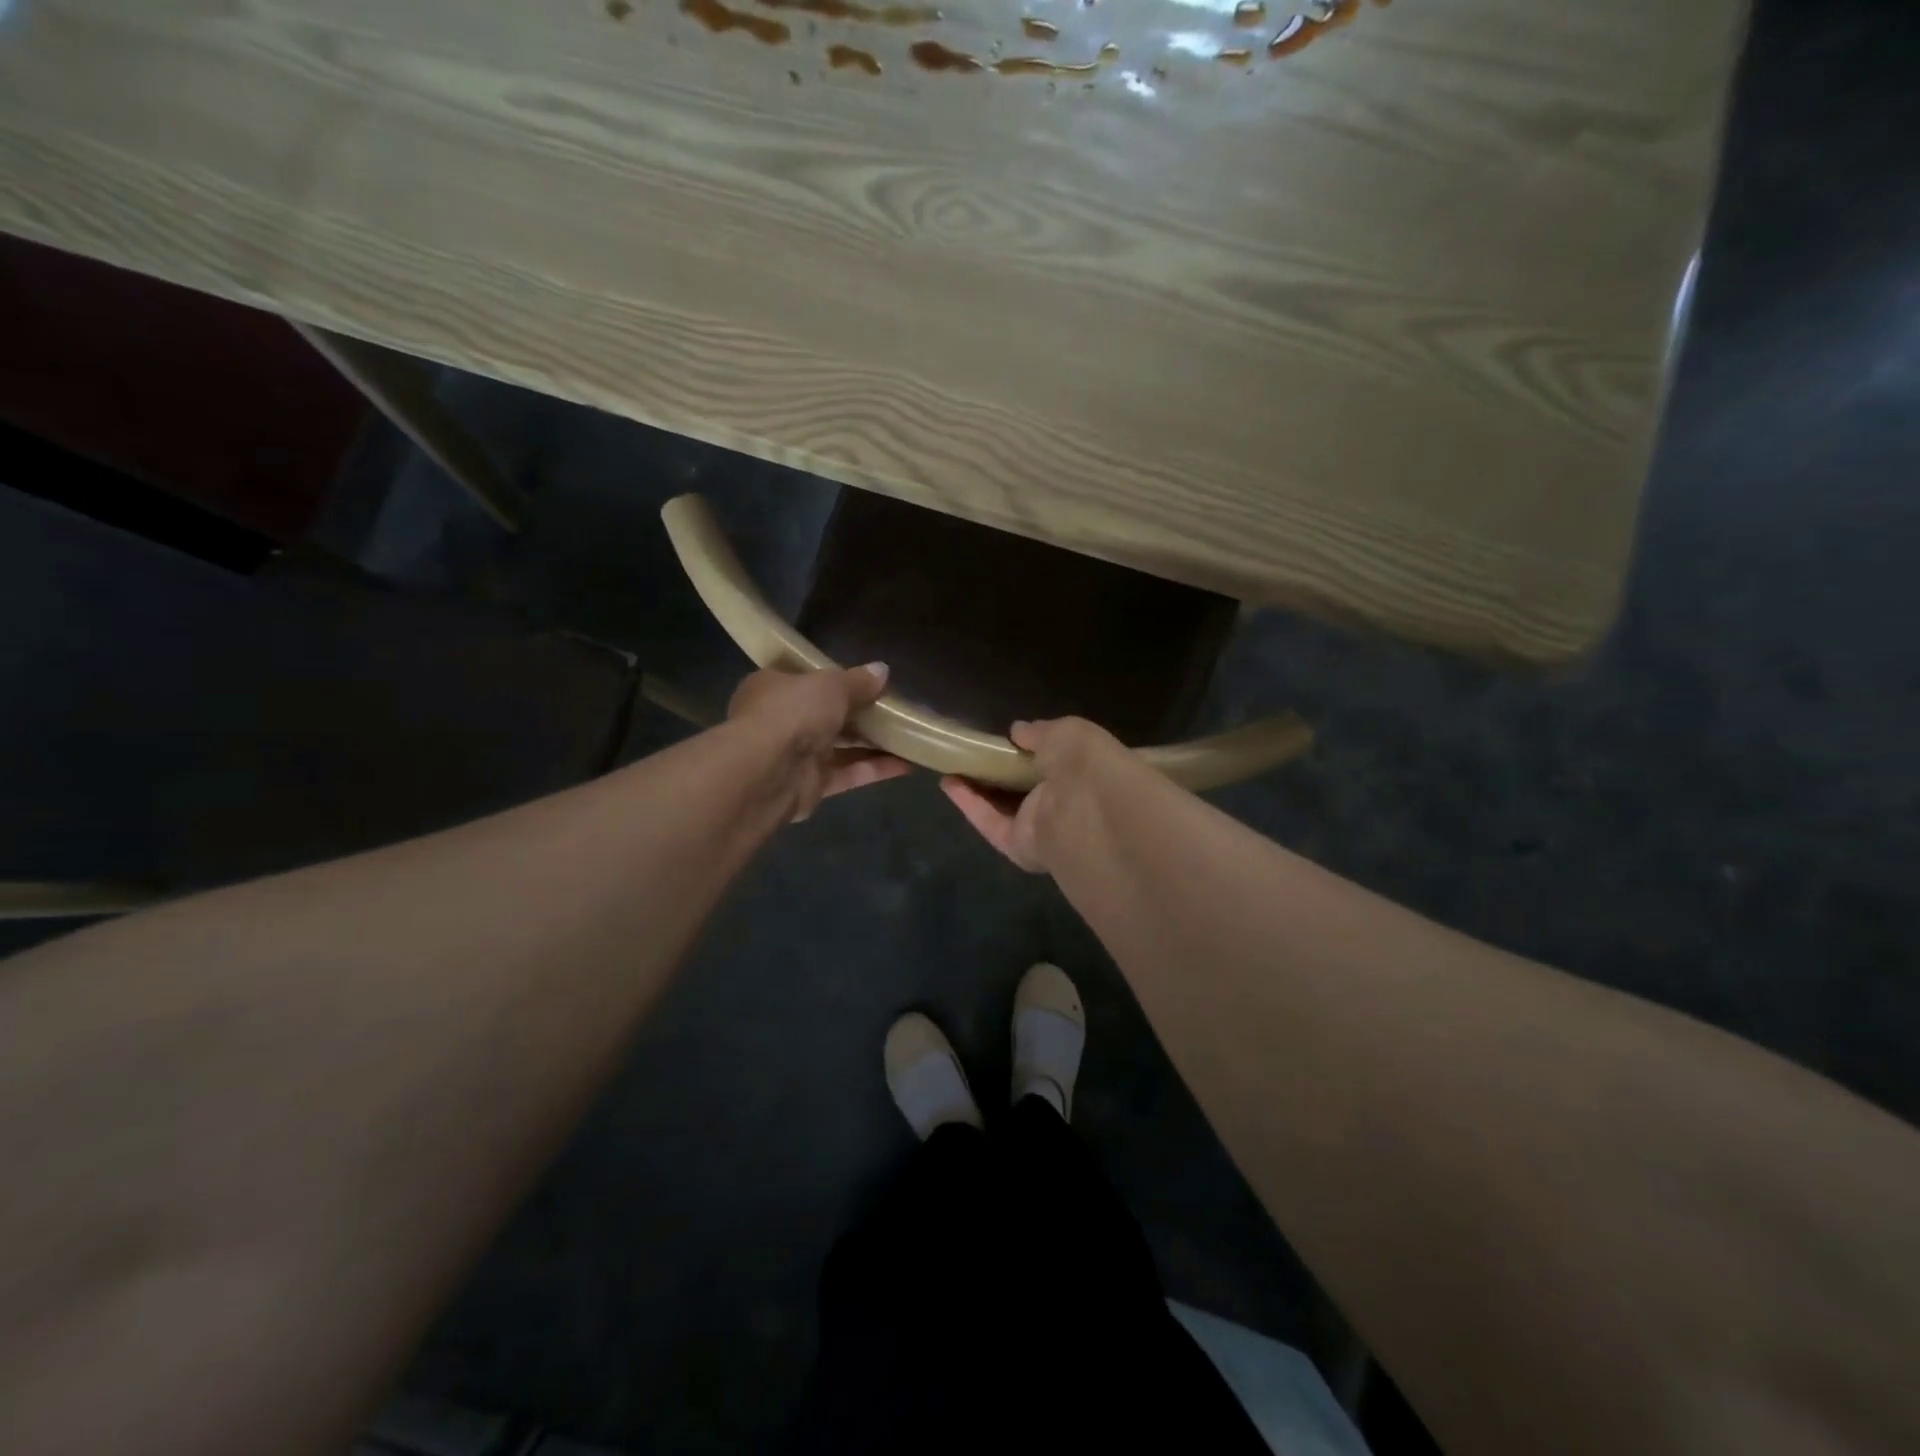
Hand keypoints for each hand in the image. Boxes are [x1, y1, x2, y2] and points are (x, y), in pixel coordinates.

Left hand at [728, 663, 911, 820]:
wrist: (767, 771)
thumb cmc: (793, 711)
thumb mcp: (831, 684)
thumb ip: (858, 681)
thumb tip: (883, 671)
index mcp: (773, 688)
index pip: (805, 681)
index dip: (836, 682)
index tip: (867, 683)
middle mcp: (780, 721)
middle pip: (826, 716)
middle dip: (860, 715)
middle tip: (896, 711)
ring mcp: (794, 756)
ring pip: (839, 747)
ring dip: (873, 744)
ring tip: (909, 738)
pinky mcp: (810, 787)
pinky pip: (847, 774)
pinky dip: (874, 769)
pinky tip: (907, 765)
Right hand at [940, 717, 1128, 871]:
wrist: (1089, 810)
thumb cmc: (1087, 763)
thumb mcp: (1067, 732)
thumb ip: (1040, 731)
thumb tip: (1018, 731)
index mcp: (1087, 774)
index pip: (1060, 762)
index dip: (1036, 751)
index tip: (1011, 739)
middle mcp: (1067, 803)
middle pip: (1028, 787)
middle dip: (1003, 771)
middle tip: (975, 752)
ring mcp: (1043, 827)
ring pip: (1005, 807)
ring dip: (979, 788)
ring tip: (951, 765)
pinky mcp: (1019, 846)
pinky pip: (990, 823)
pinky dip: (969, 804)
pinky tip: (947, 782)